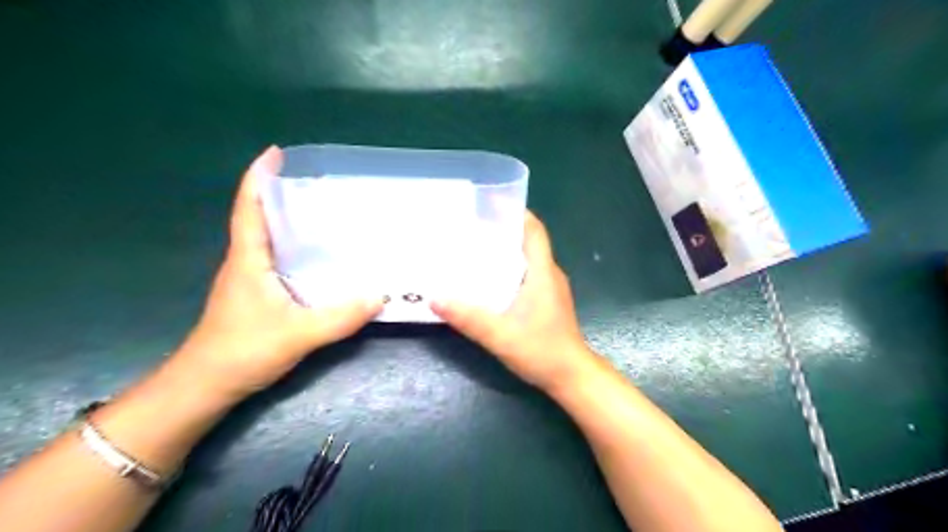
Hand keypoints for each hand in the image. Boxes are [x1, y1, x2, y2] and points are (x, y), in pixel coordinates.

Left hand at [171, 148, 380, 401]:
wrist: (207, 385)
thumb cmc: (242, 351)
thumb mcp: (297, 334)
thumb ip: (339, 317)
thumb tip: (380, 296)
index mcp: (248, 258)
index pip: (249, 208)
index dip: (259, 177)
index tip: (276, 153)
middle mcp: (247, 261)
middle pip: (262, 217)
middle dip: (284, 194)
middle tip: (321, 183)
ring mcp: (251, 279)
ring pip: (272, 239)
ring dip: (291, 221)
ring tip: (328, 213)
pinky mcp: (259, 295)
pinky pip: (281, 261)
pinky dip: (298, 249)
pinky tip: (323, 257)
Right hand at [432, 211, 598, 392]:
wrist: (571, 377)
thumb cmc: (541, 351)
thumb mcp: (500, 335)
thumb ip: (468, 317)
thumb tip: (434, 297)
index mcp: (543, 272)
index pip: (534, 230)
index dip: (516, 212)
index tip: (491, 203)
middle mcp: (549, 274)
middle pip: (527, 241)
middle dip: (502, 230)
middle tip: (470, 228)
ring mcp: (550, 289)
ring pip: (527, 259)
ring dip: (505, 251)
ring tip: (474, 250)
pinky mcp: (547, 302)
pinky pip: (527, 275)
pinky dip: (508, 269)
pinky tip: (488, 280)